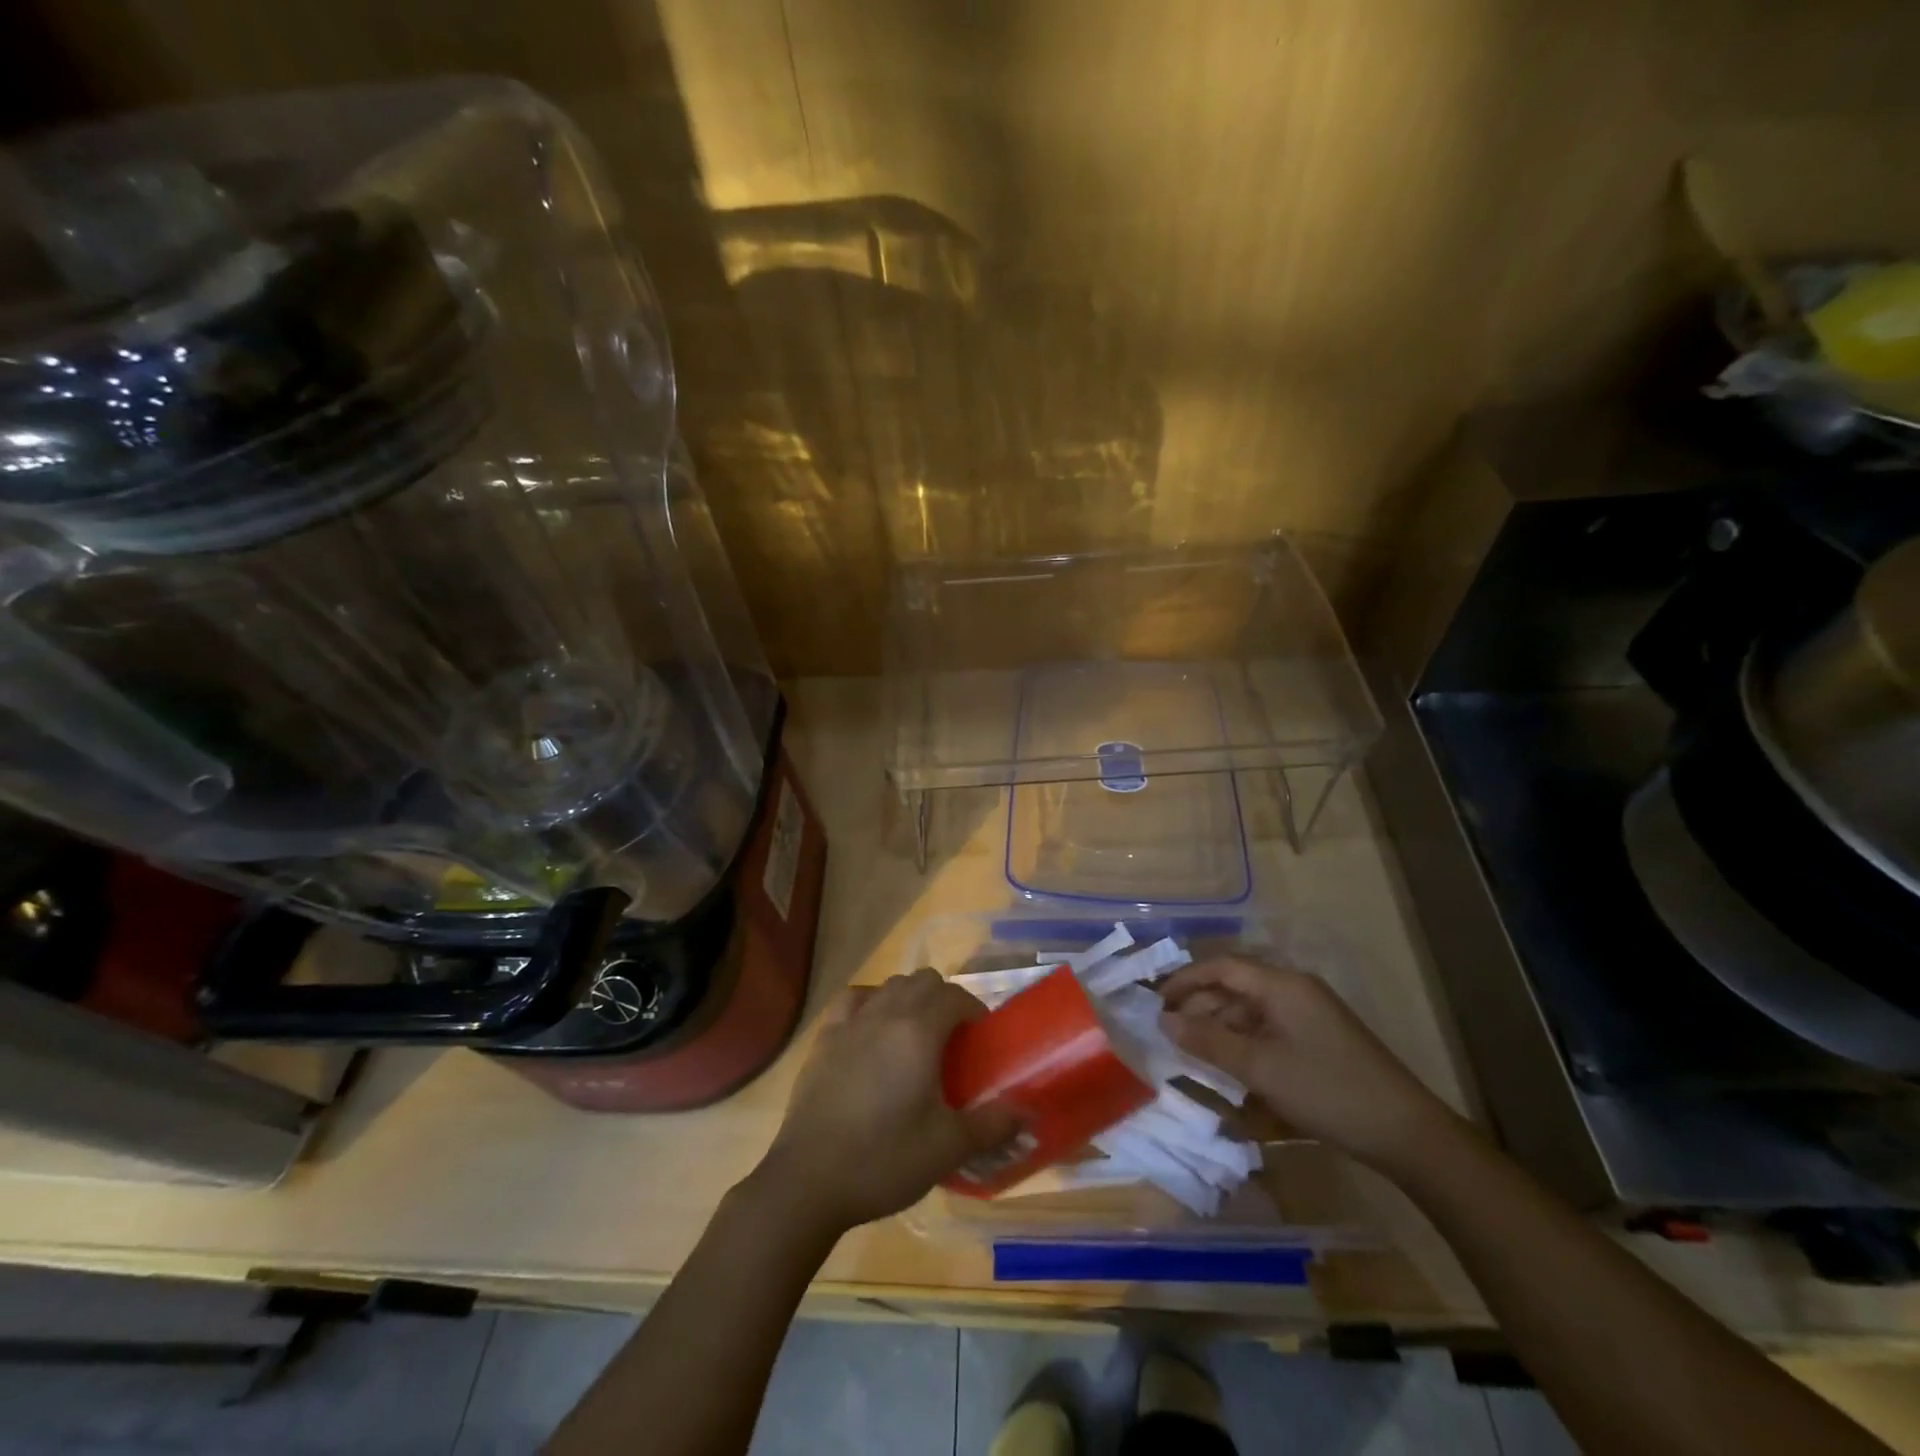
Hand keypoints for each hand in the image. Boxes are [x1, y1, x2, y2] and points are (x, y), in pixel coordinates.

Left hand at [753, 969, 1019, 1236]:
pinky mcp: (823, 1039)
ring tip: (916, 1036)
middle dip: (944, 999)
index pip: (954, 996)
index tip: (981, 1039)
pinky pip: (853, 1000)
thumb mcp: (947, 1148)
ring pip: (889, 986)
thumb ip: (992, 1125)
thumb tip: (1026, 1113)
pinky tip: (872, 1030)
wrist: (809, 1180)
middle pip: (923, 981)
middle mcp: (885, 1014)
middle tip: (953, 1039)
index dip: (974, 1010)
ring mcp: (850, 1023)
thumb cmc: (884, 1159)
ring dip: (909, 998)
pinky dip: (870, 1004)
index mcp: (919, 1031)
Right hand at [1159, 956, 1456, 1172]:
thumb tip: (1165, 1022)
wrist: (1405, 1132)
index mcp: (1281, 984)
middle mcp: (1293, 990)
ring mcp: (1308, 1015)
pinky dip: (1243, 1044)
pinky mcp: (1317, 1040)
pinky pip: (1267, 1030)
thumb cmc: (1326, 1089)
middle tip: (1169, 1033)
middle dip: (1199, 1007)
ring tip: (1193, 1054)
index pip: (1220, 967)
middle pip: (1234, 987)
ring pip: (1249, 1010)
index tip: (1155, 1003)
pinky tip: (1229, 1068)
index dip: (1184, 981)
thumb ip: (1209, 1042)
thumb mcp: (1260, 1067)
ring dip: (1219, 1028)